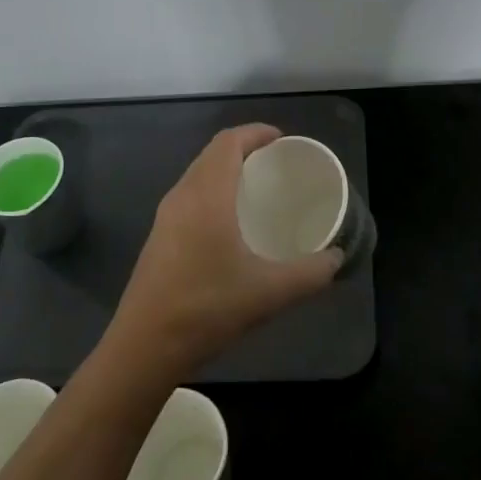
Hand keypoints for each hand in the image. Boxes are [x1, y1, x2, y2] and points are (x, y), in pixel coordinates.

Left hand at [108, 124, 342, 378]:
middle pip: (212, 154)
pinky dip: (212, 191)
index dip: (255, 132)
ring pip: (197, 175)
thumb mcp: (270, 293)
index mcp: (207, 196)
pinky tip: (230, 223)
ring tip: (256, 189)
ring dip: (225, 170)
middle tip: (275, 163)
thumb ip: (310, 273)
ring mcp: (165, 217)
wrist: (144, 347)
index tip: (282, 141)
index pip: (228, 143)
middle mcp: (183, 196)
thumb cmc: (208, 309)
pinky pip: (189, 196)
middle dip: (244, 149)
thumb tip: (336, 258)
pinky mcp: (158, 237)